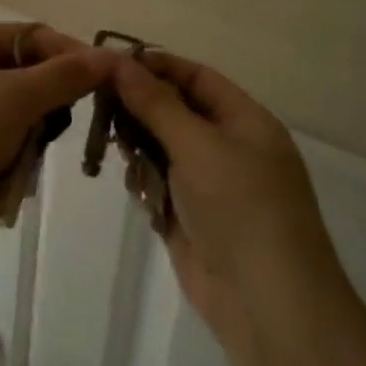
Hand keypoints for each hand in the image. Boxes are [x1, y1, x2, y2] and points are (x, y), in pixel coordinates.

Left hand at [0, 23, 113, 213]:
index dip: (71, 56)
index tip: (103, 85)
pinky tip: (2, 173)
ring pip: (3, 105)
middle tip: (57, 130)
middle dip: (44, 101)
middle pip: (18, 70)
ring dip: (23, 130)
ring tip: (25, 160)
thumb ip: (64, 77)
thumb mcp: (16, 100)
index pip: (33, 35)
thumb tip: (108, 58)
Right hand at [111, 52, 349, 343]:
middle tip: (99, 104)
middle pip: (176, 111)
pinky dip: (144, 181)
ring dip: (139, 146)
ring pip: (162, 148)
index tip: (111, 62)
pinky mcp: (191, 217)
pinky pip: (159, 184)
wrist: (266, 304)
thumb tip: (117, 61)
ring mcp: (210, 185)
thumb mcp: (197, 144)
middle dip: (140, 107)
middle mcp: (229, 147)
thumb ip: (155, 103)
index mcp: (246, 121)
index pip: (196, 77)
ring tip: (114, 147)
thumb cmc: (240, 207)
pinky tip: (135, 186)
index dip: (156, 66)